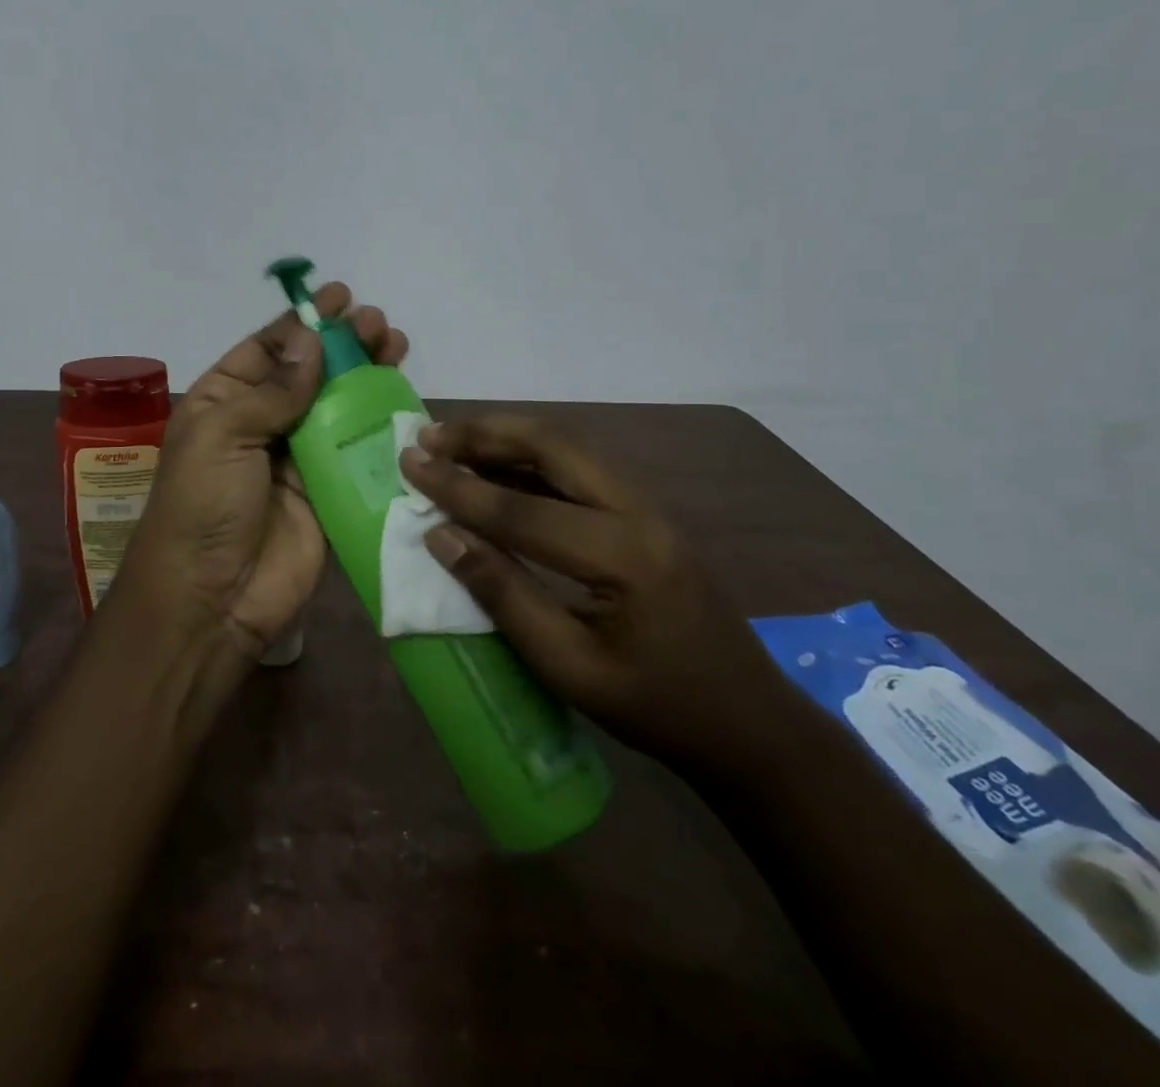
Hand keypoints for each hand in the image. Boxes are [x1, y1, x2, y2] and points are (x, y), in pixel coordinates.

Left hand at [120, 283, 407, 660]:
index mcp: (223, 401)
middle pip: (308, 372)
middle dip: (342, 345)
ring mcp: (298, 458)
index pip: (266, 349)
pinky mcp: (329, 492)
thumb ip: (273, 389)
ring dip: (366, 376)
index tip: (340, 297)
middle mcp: (261, 423)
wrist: (212, 598)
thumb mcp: (223, 434)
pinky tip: (404, 399)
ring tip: (395, 346)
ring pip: (337, 406)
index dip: (302, 323)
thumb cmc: (203, 505)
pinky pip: (357, 450)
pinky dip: (380, 424)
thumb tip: (311, 340)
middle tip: (378, 324)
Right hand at [398, 413, 800, 773]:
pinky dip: (530, 459)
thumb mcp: (568, 667)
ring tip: (451, 440)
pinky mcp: (646, 515)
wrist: (750, 725)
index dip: (457, 487)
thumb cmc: (656, 709)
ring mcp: (648, 508)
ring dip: (506, 437)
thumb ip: (502, 594)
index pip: (520, 509)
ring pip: (568, 447)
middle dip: (483, 434)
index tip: (409, 463)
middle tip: (428, 435)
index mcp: (622, 556)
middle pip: (553, 446)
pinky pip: (580, 470)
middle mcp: (639, 513)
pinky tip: (496, 469)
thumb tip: (441, 537)